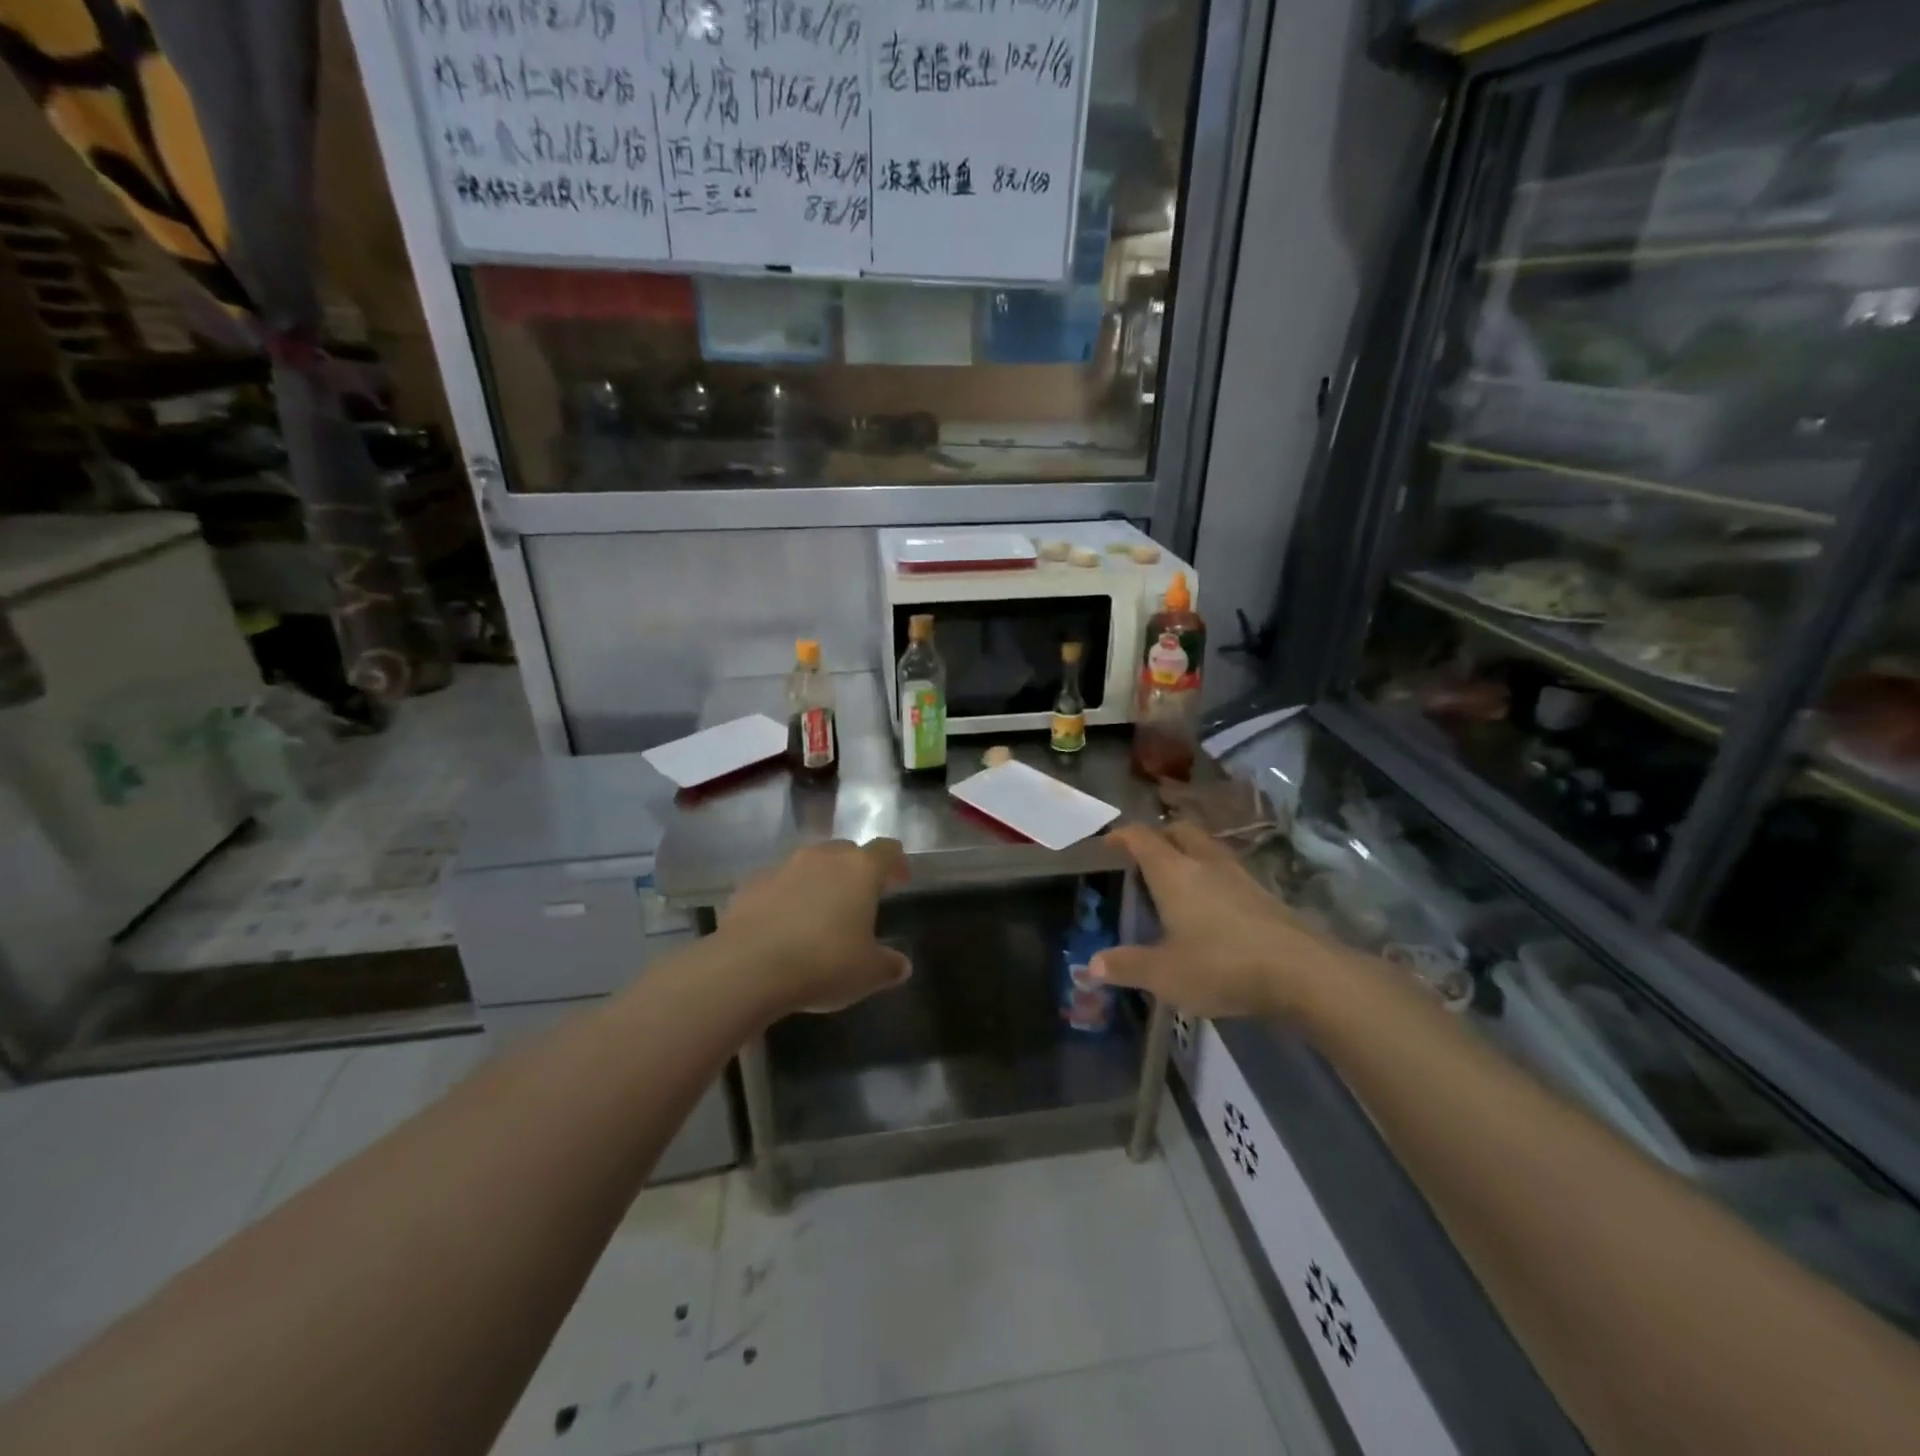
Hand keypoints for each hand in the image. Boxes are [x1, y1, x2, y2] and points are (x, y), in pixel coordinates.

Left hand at [720, 838, 910, 1013]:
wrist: (749, 968)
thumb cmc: (823, 963)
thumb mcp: (868, 973)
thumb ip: (889, 965)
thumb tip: (901, 966)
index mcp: (860, 870)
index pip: (887, 850)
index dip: (896, 863)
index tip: (899, 881)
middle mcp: (823, 858)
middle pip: (846, 851)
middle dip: (855, 870)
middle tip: (859, 898)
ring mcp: (783, 867)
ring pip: (809, 865)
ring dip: (818, 882)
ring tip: (819, 913)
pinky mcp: (751, 884)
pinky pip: (777, 884)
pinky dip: (785, 898)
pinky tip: (782, 925)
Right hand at [1092, 823, 1349, 1019]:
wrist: (1303, 972)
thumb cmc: (1222, 965)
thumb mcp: (1165, 974)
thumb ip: (1127, 967)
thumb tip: (1090, 966)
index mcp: (1173, 873)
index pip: (1142, 838)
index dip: (1122, 835)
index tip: (1108, 843)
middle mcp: (1205, 863)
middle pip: (1179, 830)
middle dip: (1159, 835)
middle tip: (1144, 856)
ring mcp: (1240, 876)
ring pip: (1207, 848)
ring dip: (1188, 853)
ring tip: (1176, 878)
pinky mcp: (1265, 894)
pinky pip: (1228, 871)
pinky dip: (1212, 876)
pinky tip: (1212, 905)